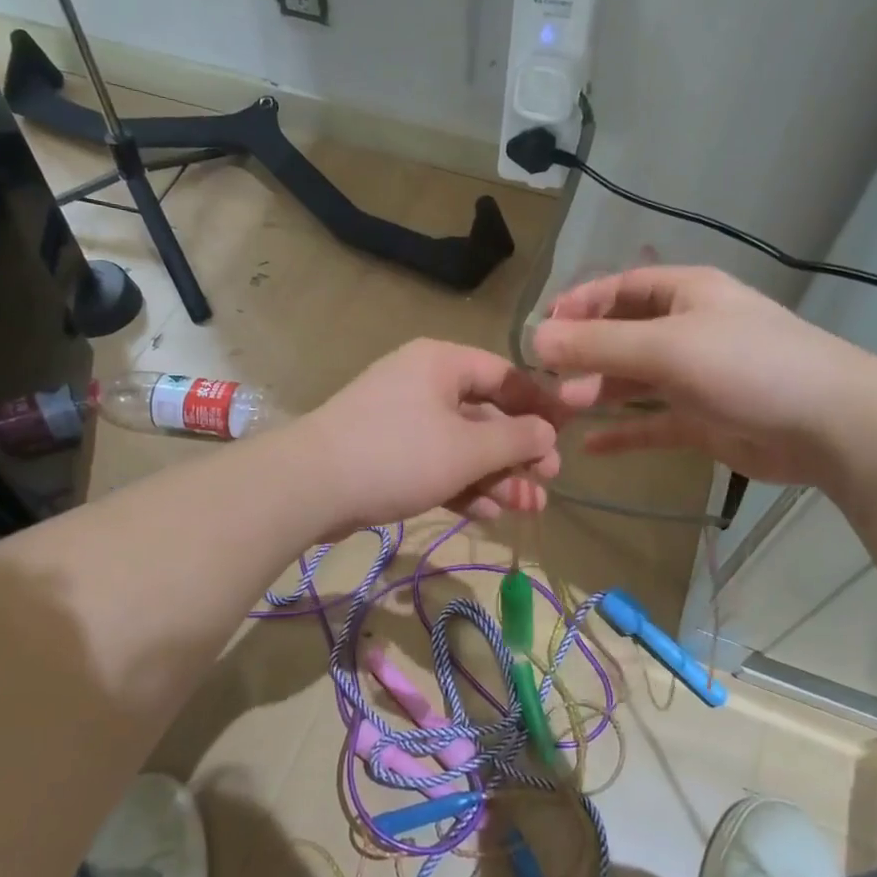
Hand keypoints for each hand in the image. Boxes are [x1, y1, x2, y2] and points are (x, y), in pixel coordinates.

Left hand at [292, 339, 589, 535]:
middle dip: (519, 452)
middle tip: (548, 481)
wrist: (310, 487)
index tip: (566, 434)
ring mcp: (402, 421)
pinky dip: (462, 485)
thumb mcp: (467, 448)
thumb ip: (515, 440)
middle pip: (485, 414)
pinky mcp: (387, 455)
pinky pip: (436, 464)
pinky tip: (489, 513)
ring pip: (462, 445)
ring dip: (496, 476)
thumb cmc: (398, 454)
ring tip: (528, 507)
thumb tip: (548, 433)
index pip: (504, 375)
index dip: (539, 404)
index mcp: (442, 363)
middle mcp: (423, 384)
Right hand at [530, 266, 876, 487]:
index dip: (580, 303)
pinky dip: (625, 432)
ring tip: (561, 411)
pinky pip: (653, 423)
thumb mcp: (667, 348)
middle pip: (623, 336)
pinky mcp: (703, 420)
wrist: (828, 425)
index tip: (542, 328)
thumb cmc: (747, 366)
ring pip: (635, 381)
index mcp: (686, 294)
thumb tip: (535, 339)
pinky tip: (592, 447)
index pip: (621, 288)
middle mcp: (689, 330)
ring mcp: (697, 377)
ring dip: (598, 392)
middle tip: (544, 381)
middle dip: (583, 355)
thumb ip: (599, 345)